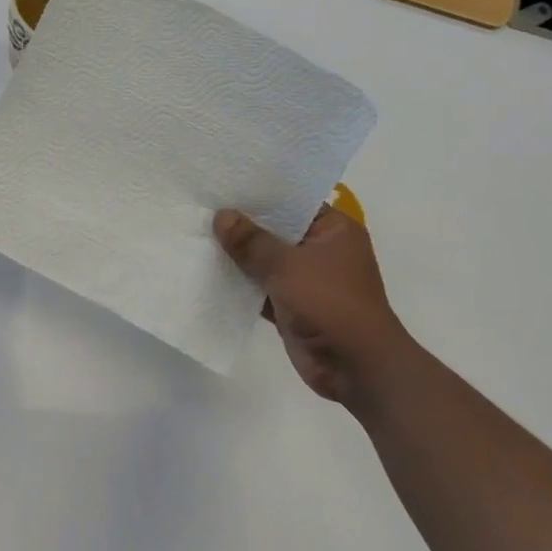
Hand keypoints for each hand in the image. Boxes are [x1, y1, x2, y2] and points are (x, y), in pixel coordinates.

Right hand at [213, 205, 415, 406]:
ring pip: (265, 261)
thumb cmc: (330, 302)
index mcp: (334, 231)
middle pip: (276, 231)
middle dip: (242, 225)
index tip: (225, 183)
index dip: (260, 194)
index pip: (293, 202)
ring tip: (197, 234)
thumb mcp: (287, 265)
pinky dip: (240, 284)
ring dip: (238, 256)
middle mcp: (321, 251)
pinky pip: (260, 288)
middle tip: (202, 206)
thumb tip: (222, 216)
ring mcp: (307, 280)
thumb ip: (251, 241)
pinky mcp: (292, 307)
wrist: (355, 367)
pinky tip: (207, 272)